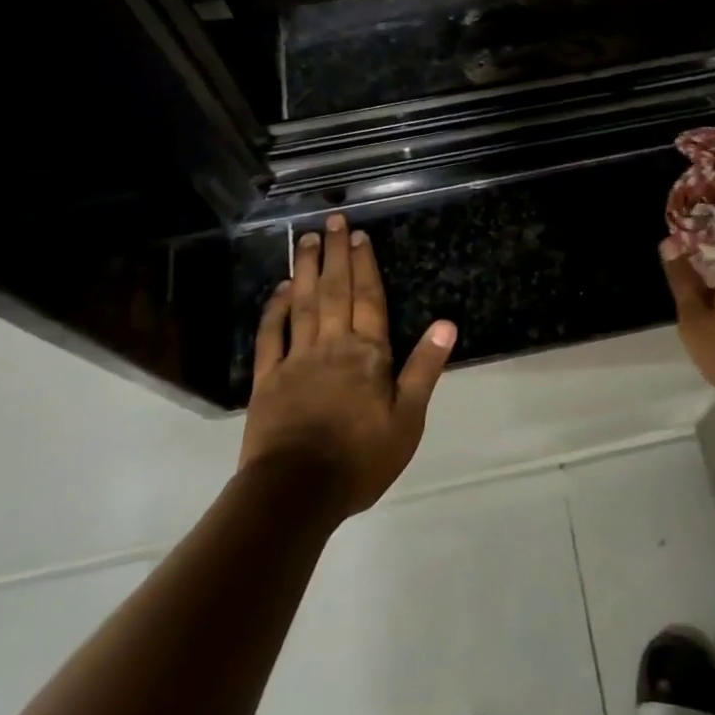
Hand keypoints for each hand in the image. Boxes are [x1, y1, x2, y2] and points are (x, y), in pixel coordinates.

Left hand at [238, 213, 456, 516]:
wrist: (296, 493)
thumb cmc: (359, 459)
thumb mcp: (407, 421)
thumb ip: (423, 369)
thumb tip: (447, 324)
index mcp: (367, 354)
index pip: (369, 299)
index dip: (365, 265)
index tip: (358, 235)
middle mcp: (332, 345)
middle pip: (334, 290)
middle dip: (335, 254)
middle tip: (331, 221)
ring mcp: (296, 360)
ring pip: (302, 303)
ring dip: (304, 269)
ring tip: (305, 239)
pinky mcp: (267, 379)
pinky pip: (271, 335)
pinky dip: (274, 309)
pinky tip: (278, 289)